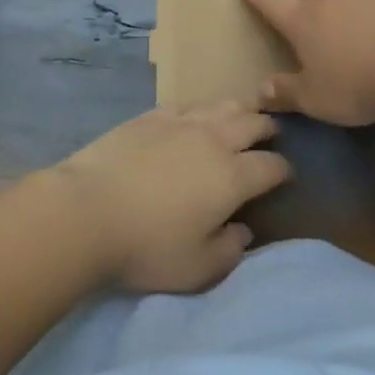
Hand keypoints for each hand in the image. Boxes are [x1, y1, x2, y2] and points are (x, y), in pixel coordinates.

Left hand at [52, 102, 291, 292]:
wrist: (88, 209)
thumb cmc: (147, 246)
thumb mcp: (197, 268)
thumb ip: (229, 250)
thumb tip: (242, 230)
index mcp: (232, 176)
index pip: (270, 166)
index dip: (283, 170)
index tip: (286, 175)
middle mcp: (213, 140)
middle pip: (251, 124)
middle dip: (267, 128)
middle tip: (272, 134)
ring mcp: (180, 123)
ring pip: (220, 106)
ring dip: (237, 111)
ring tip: (241, 116)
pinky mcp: (150, 117)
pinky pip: (185, 106)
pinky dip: (198, 110)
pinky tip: (194, 116)